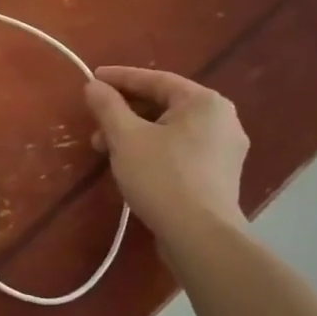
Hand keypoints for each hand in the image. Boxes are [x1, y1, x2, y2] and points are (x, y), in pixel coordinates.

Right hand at [84, 66, 248, 240]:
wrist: (200, 237)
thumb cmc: (162, 177)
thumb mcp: (126, 137)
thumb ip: (108, 106)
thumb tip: (94, 86)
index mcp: (205, 102)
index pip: (155, 79)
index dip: (119, 78)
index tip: (92, 78)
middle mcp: (222, 119)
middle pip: (164, 104)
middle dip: (125, 112)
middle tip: (95, 123)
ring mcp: (224, 150)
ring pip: (170, 130)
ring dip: (135, 134)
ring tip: (105, 150)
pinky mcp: (219, 176)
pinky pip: (180, 150)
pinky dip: (153, 150)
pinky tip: (130, 165)